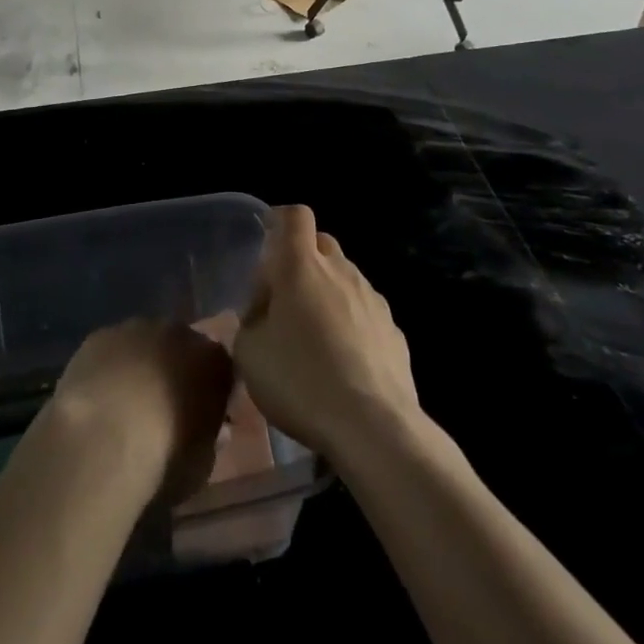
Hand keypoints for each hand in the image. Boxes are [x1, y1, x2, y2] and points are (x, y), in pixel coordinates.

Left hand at [47, 319, 234, 505]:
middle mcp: (178, 332)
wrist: (102, 438)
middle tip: (162, 410)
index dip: (210, 395)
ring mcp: (136, 328)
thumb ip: (210, 439)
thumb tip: (214, 430)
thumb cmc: (163, 457)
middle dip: (175, 372)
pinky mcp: (100, 335)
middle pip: (181, 349)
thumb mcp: (201, 465)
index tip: (201, 420)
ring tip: (125, 407)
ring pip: (144, 344)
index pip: (220, 370)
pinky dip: (109, 368)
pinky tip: (99, 398)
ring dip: (140, 366)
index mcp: (212, 360)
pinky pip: (112, 350)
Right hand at [235, 205, 419, 467]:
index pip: (295, 216)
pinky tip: (344, 363)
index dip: (281, 220)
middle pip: (323, 244)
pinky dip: (353, 324)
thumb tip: (263, 315)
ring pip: (346, 279)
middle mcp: (341, 271)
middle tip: (286, 298)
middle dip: (304, 260)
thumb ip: (251, 321)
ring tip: (315, 337)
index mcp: (301, 266)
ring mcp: (373, 299)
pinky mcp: (395, 331)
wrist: (373, 427)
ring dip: (329, 294)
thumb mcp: (248, 353)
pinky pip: (366, 313)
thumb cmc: (301, 380)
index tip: (269, 240)